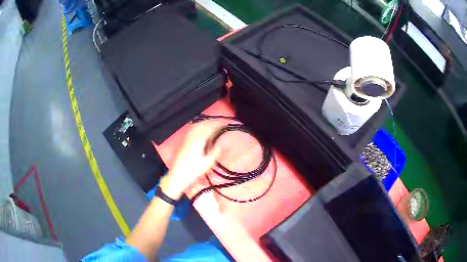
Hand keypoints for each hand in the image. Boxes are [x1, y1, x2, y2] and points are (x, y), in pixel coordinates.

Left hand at [159, 123, 221, 199]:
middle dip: (213, 123)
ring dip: (206, 124)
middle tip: (221, 125)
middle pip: (203, 124)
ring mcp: (187, 138)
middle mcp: (192, 136)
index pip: (210, 127)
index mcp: (199, 140)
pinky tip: (202, 132)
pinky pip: (193, 130)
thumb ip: (216, 151)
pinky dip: (199, 127)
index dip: (218, 124)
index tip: (225, 125)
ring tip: (213, 127)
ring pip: (197, 126)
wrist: (178, 175)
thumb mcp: (208, 163)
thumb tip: (222, 143)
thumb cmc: (194, 170)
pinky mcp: (184, 141)